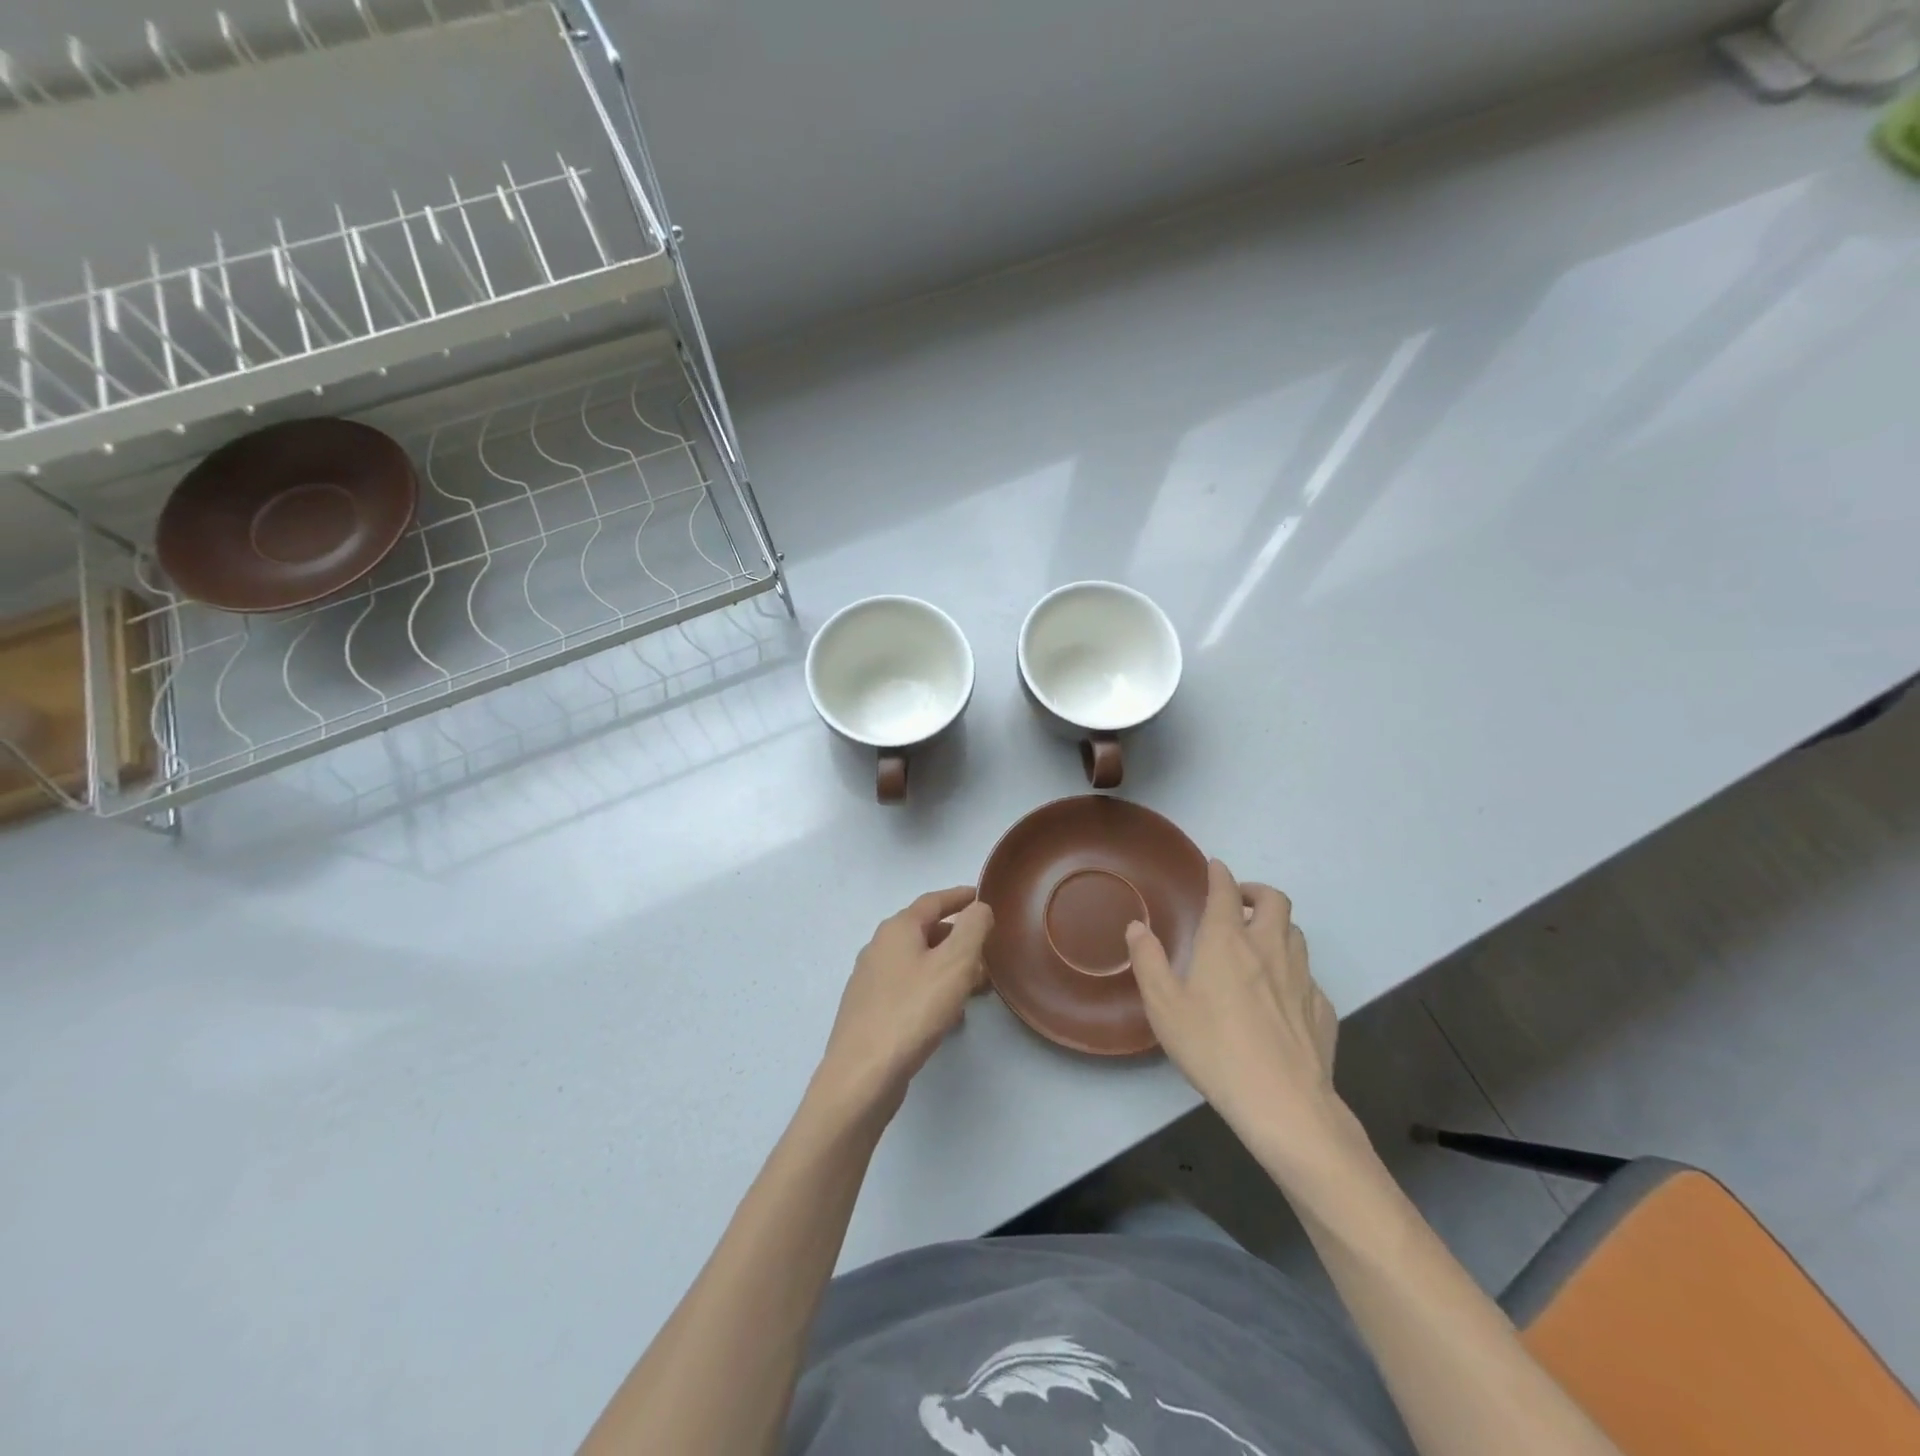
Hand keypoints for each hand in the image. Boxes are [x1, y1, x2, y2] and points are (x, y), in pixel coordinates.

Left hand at [814, 886, 994, 1119]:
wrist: (862, 1074)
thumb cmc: (912, 1011)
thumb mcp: (955, 964)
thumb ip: (972, 929)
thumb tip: (979, 908)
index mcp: (897, 929)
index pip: (933, 901)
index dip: (959, 897)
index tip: (980, 896)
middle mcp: (878, 948)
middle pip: (924, 932)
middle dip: (957, 938)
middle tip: (986, 951)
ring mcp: (870, 981)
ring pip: (917, 963)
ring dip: (947, 968)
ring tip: (975, 987)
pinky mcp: (869, 1011)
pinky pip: (908, 988)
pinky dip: (932, 990)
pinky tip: (947, 1015)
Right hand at [1127, 859, 1339, 1138]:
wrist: (1283, 1102)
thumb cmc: (1213, 1048)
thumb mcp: (1164, 1006)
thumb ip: (1148, 961)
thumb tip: (1137, 927)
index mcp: (1227, 942)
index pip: (1225, 892)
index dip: (1219, 874)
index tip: (1215, 866)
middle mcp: (1269, 949)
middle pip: (1275, 901)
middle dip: (1256, 891)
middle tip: (1239, 902)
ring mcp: (1302, 978)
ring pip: (1296, 933)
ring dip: (1277, 926)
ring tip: (1259, 940)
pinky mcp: (1322, 1009)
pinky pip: (1309, 976)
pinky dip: (1294, 970)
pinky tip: (1281, 992)